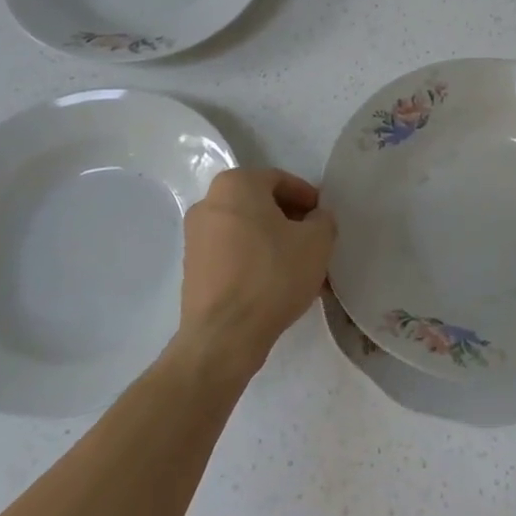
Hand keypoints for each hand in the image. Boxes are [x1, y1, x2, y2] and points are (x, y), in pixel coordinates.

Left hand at [178, 168, 336, 377]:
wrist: (224, 335)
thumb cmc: (273, 274)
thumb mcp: (317, 241)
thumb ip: (323, 220)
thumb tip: (315, 219)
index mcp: (235, 185)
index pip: (280, 180)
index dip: (308, 198)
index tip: (324, 219)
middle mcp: (208, 203)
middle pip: (261, 205)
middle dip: (290, 221)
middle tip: (314, 242)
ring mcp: (195, 237)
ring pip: (247, 231)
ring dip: (274, 243)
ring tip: (300, 268)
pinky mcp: (192, 268)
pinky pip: (233, 254)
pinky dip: (255, 260)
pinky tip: (276, 284)